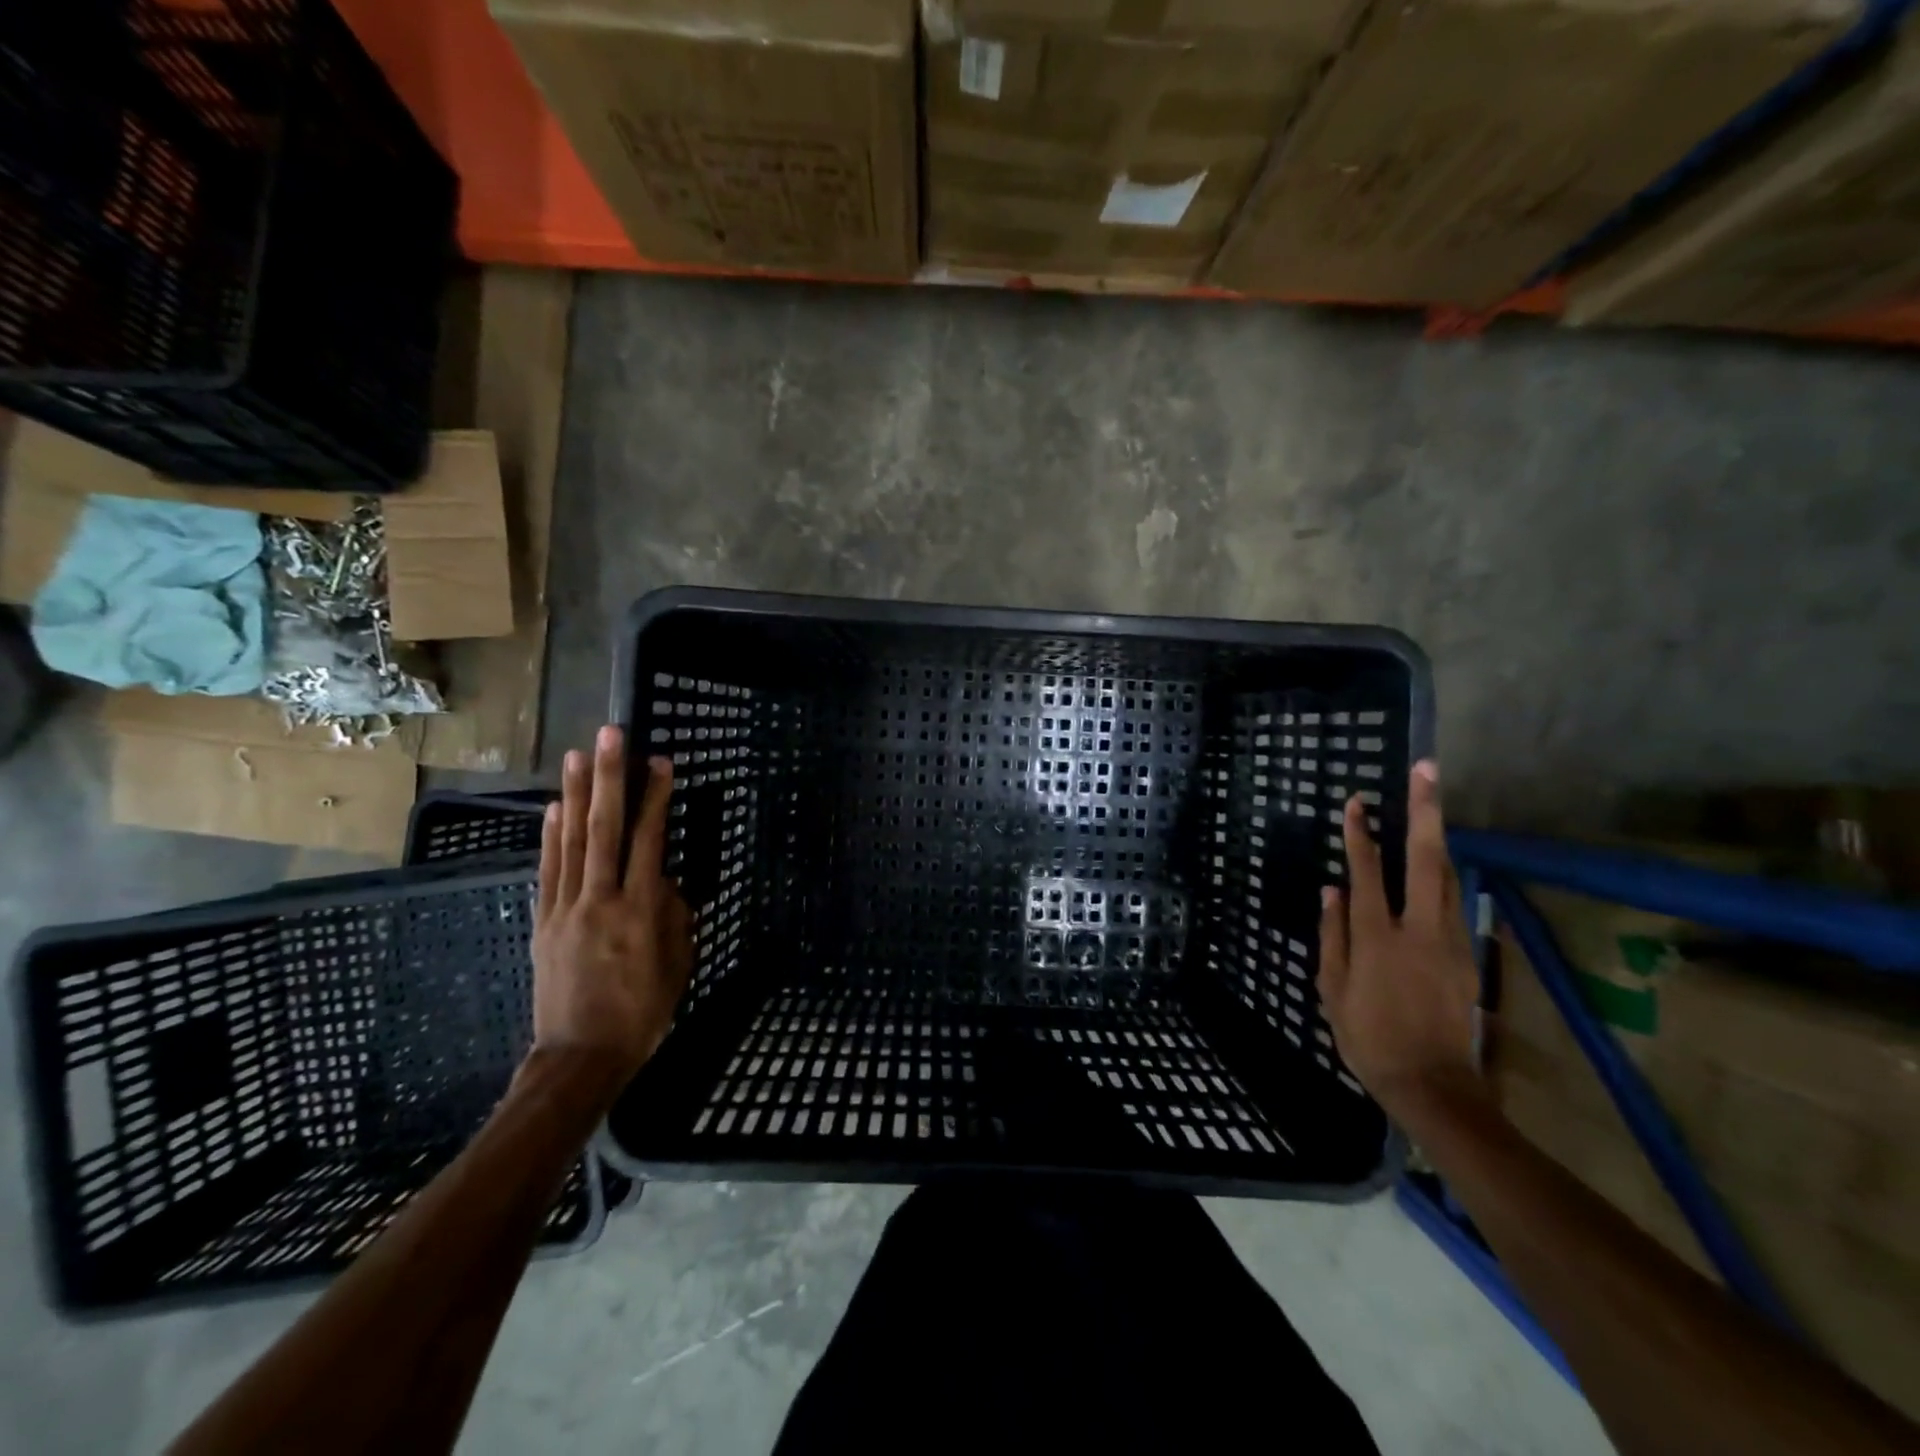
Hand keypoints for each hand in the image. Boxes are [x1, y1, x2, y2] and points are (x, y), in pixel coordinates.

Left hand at [532, 726, 693, 1077]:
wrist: (581, 1056)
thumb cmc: (643, 1011)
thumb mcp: (678, 964)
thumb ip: (676, 915)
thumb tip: (666, 881)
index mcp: (641, 911)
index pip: (650, 841)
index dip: (656, 799)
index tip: (660, 762)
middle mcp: (601, 899)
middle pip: (605, 828)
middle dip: (609, 777)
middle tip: (611, 735)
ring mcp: (567, 908)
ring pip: (571, 841)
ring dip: (575, 794)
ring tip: (577, 754)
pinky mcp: (544, 921)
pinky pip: (549, 870)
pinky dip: (550, 836)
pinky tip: (554, 807)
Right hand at [1317, 760, 1484, 1120]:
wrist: (1434, 1085)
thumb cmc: (1368, 1038)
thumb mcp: (1332, 989)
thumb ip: (1333, 935)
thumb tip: (1332, 890)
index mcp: (1378, 937)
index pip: (1368, 872)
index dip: (1360, 834)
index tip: (1357, 802)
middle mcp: (1419, 928)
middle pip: (1425, 859)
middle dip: (1425, 811)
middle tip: (1426, 770)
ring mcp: (1450, 940)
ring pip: (1448, 876)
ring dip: (1439, 837)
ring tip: (1433, 805)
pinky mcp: (1467, 955)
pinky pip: (1454, 903)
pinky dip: (1444, 875)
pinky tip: (1438, 865)